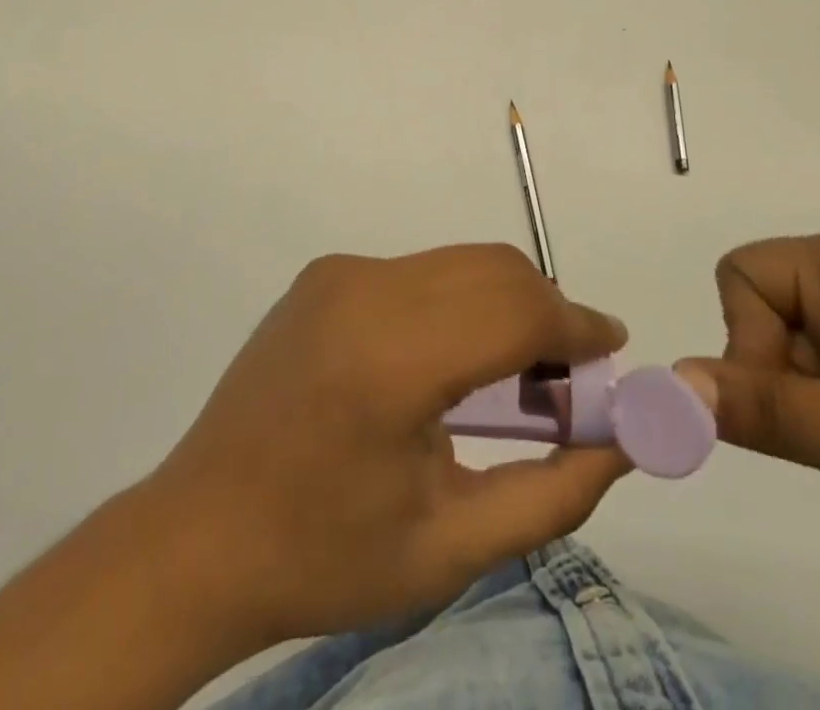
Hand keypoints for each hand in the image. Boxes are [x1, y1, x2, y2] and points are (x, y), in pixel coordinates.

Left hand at [154, 245, 630, 644]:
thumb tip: (621, 442)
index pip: (514, 311)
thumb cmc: (324, 555)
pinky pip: (419, 271)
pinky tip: (449, 360)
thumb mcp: (450, 548)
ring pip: (458, 263)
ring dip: (504, 302)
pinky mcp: (325, 273)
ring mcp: (340, 274)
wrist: (198, 534)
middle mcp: (365, 291)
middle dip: (547, 311)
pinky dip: (458, 300)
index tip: (613, 350)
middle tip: (567, 376)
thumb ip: (551, 492)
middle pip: (492, 270)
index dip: (576, 326)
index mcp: (391, 361)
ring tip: (514, 372)